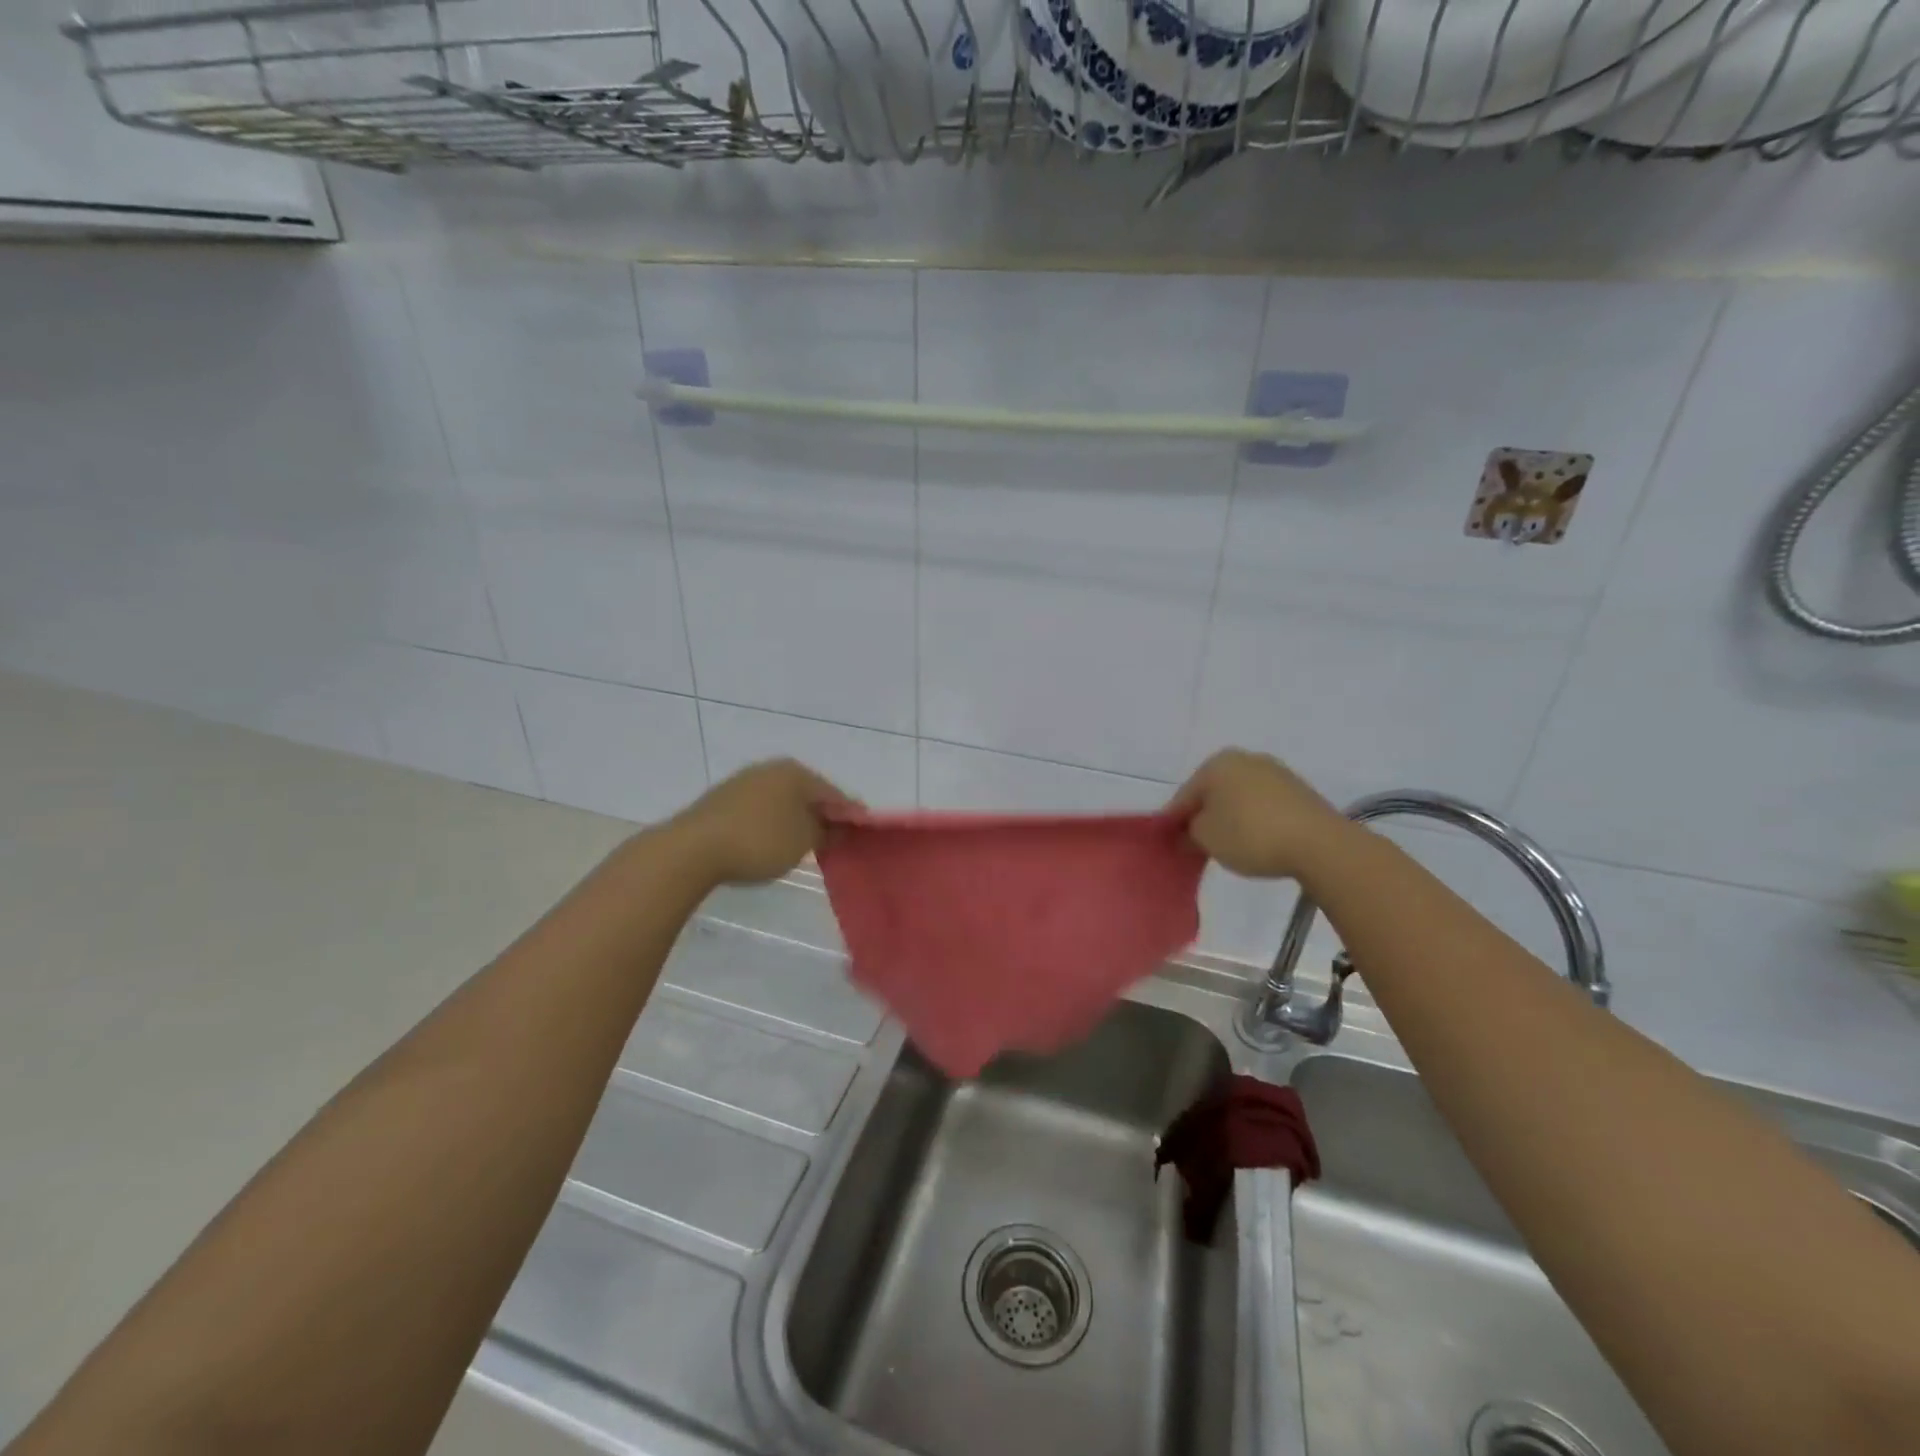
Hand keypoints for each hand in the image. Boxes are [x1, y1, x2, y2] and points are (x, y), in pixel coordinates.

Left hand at [670, 759, 855, 885]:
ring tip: (804, 848)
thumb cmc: (759, 840)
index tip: (861, 836)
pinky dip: (773, 825)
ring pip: (783, 802)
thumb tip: (836, 826)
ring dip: (796, 821)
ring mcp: (744, 782)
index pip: (834, 794)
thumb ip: (827, 831)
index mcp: (796, 772)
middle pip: (808, 795)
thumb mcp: (804, 841)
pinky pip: (761, 811)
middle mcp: (771, 769)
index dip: (850, 816)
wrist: (692, 849)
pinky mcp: (723, 801)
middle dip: (822, 817)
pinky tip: (772, 844)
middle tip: (835, 843)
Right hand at [1168, 748, 1348, 880]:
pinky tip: (1257, 842)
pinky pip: (1264, 805)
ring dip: (1230, 818)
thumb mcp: (1205, 838)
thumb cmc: (1250, 834)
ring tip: (1230, 848)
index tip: (1172, 845)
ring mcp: (1276, 772)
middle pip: (1212, 793)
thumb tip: (1189, 831)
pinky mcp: (1299, 791)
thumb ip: (1188, 832)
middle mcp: (1245, 759)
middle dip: (1204, 817)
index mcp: (1216, 763)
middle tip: (1199, 847)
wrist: (1319, 844)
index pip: (1184, 796)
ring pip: (1239, 798)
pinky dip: (1255, 820)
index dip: (1174, 822)